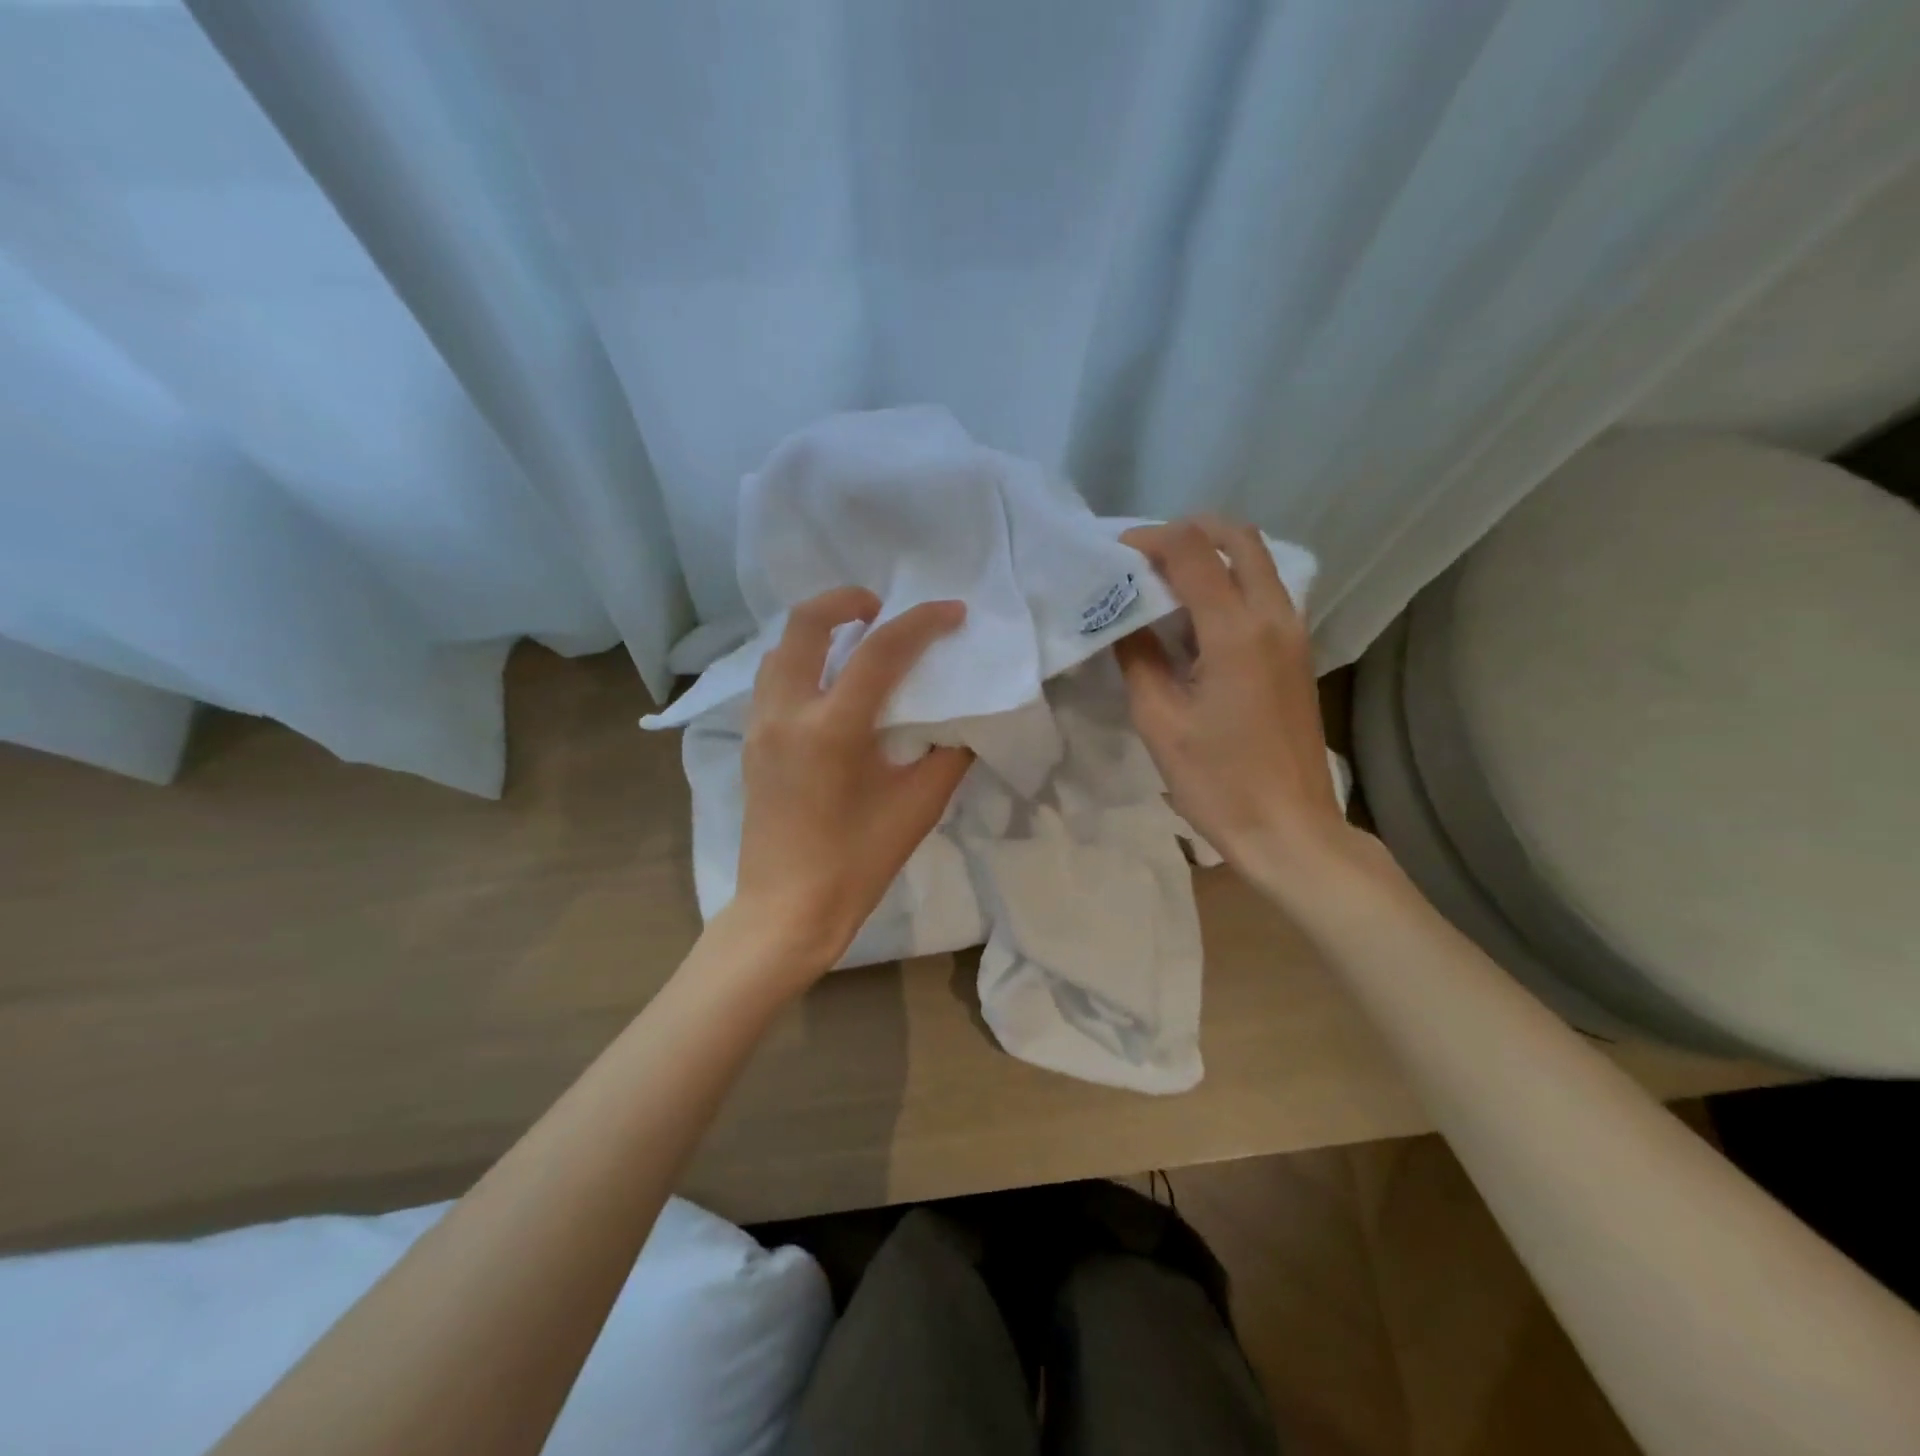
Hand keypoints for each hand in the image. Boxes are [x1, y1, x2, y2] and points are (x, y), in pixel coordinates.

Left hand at [730, 587, 972, 980]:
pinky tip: (830, 685)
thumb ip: (948, 752)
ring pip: (780, 647)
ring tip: (856, 642)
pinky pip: (772, 678)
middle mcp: (786, 712)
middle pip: (805, 622)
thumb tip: (962, 718)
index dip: (922, 622)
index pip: (880, 651)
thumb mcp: (919, 805)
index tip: (953, 611)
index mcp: (831, 728)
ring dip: (818, 629)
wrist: (787, 908)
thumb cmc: (857, 862)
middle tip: (883, 609)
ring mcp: (760, 725)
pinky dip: (801, 660)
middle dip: (847, 600)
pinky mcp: (751, 742)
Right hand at [1117, 516, 1353, 882]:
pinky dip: (1230, 583)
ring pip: (1258, 562)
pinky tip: (1195, 618)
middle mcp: (1274, 617)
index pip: (1193, 552)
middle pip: (1239, 538)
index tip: (1115, 553)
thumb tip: (1123, 621)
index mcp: (1236, 631)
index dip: (1151, 540)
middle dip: (1189, 532)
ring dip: (1212, 555)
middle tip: (1145, 556)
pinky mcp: (1297, 653)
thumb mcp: (1160, 721)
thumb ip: (1138, 657)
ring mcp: (1293, 633)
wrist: (1288, 828)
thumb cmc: (1217, 781)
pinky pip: (1264, 592)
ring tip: (1165, 582)